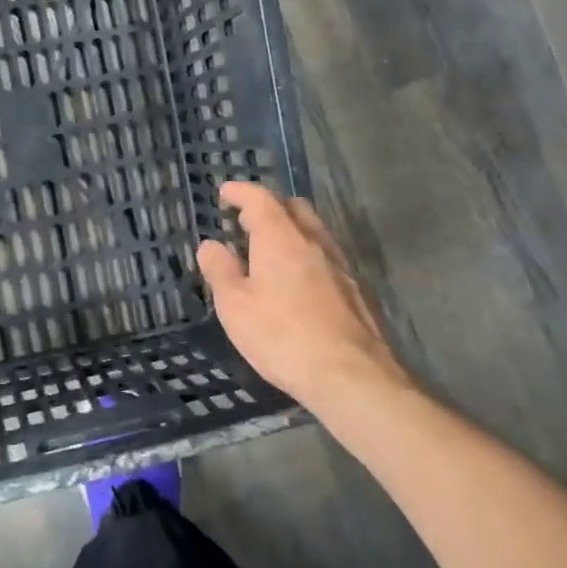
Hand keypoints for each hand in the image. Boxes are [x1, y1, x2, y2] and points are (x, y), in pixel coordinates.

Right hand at [197, 181, 409, 406]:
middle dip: (269, 206)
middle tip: (247, 221)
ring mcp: (340, 265)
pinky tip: (298, 281)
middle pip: (294, 207)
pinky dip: (307, 254)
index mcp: (281, 238)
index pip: (261, 199)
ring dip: (291, 230)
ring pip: (314, 231)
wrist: (351, 376)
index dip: (241, 192)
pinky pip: (327, 256)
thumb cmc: (282, 337)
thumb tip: (210, 245)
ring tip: (270, 251)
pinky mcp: (356, 290)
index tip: (225, 192)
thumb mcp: (235, 306)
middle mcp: (313, 242)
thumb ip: (220, 271)